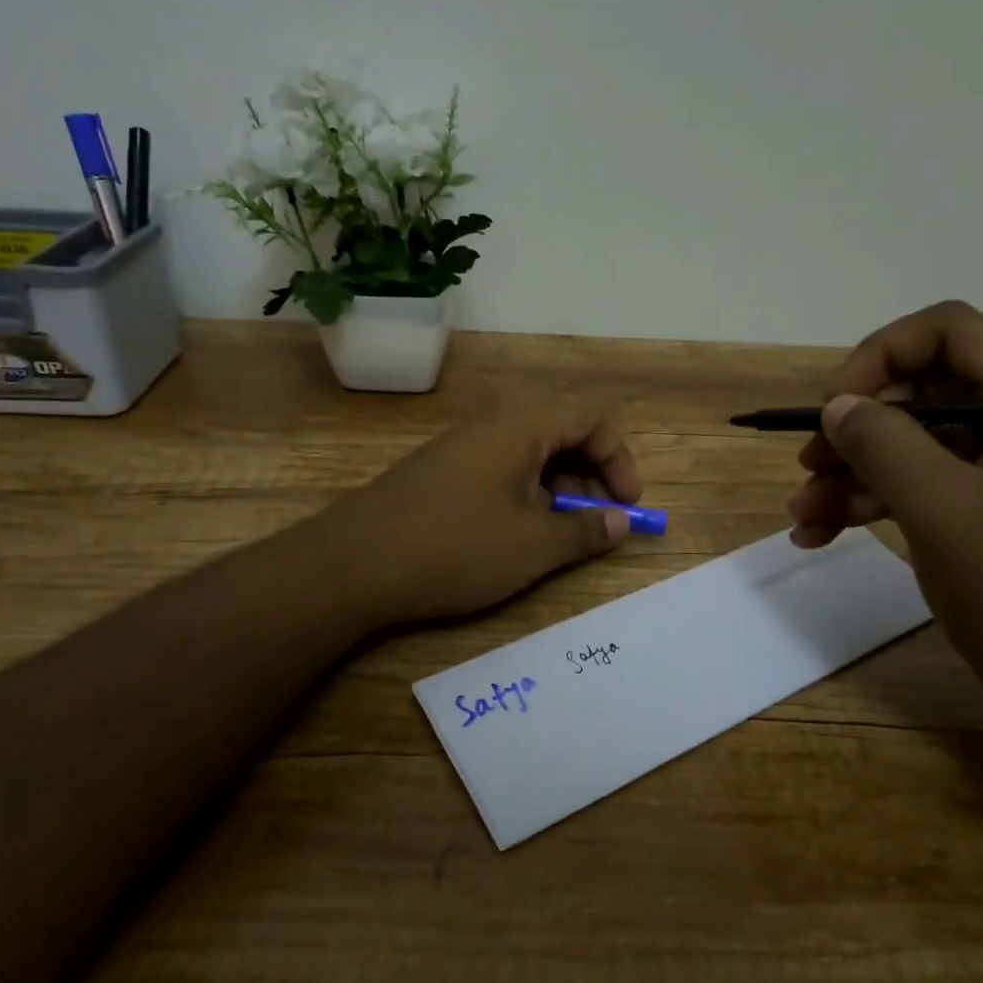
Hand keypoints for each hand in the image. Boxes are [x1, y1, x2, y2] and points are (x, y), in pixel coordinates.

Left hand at [319, 400, 642, 625]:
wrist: (354, 563)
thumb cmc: (456, 547)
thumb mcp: (533, 546)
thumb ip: (585, 531)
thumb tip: (621, 522)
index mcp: (523, 424)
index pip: (593, 420)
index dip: (621, 461)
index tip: (627, 506)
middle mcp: (494, 421)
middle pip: (562, 431)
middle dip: (591, 475)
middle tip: (594, 522)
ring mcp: (463, 443)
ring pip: (531, 452)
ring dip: (558, 487)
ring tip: (558, 533)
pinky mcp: (442, 468)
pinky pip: (501, 466)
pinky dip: (525, 492)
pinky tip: (515, 533)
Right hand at [789, 301, 982, 733]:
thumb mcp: (948, 514)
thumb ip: (887, 447)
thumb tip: (837, 406)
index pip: (947, 333)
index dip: (880, 356)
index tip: (835, 408)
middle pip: (915, 390)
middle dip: (853, 428)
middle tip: (809, 467)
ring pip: (903, 442)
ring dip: (847, 472)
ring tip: (804, 514)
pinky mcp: (976, 508)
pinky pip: (910, 484)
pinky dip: (864, 502)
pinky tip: (821, 532)